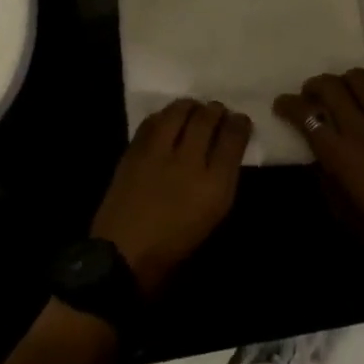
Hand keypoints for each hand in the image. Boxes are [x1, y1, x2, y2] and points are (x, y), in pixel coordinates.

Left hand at [90, 100, 250, 296]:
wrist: (121, 258)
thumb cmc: (172, 251)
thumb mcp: (210, 221)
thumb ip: (220, 183)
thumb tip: (223, 154)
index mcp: (213, 186)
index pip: (233, 140)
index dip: (240, 124)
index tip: (241, 120)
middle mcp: (188, 162)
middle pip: (207, 119)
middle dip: (216, 110)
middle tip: (218, 111)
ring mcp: (158, 152)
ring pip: (179, 112)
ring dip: (190, 106)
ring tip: (194, 108)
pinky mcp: (134, 150)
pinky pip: (153, 121)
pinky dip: (164, 115)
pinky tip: (168, 119)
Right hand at [275, 68, 363, 304]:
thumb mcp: (345, 217)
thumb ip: (327, 180)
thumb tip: (319, 156)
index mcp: (342, 157)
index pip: (306, 115)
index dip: (288, 105)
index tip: (282, 105)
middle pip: (330, 87)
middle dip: (313, 86)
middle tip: (311, 96)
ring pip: (361, 79)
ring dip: (344, 80)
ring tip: (343, 92)